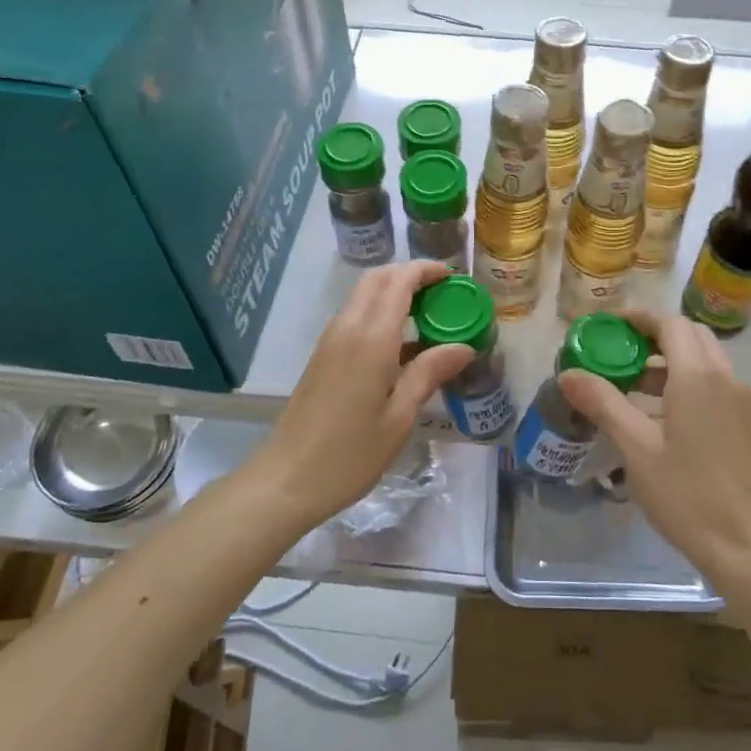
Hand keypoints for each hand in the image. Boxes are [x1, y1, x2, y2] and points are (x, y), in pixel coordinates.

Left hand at [257, 260, 474, 525]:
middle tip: (444, 293)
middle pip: (378, 279)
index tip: (454, 278)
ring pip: (365, 295)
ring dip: (396, 293)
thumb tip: (464, 346)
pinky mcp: (324, 356)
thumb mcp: (400, 417)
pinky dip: (382, 313)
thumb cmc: (350, 453)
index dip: (427, 270)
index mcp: (371, 338)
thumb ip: (429, 373)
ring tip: (430, 316)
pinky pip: (356, 316)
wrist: (287, 480)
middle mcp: (348, 328)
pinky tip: (404, 345)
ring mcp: (331, 340)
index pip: (400, 281)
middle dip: (411, 275)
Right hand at [558, 309, 750, 589]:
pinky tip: (662, 418)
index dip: (638, 317)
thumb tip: (568, 373)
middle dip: (654, 336)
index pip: (669, 323)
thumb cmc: (688, 495)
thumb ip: (603, 403)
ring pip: (705, 361)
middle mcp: (726, 378)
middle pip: (690, 336)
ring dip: (670, 361)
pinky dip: (688, 383)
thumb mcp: (636, 449)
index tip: (608, 325)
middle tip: (619, 352)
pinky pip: (716, 385)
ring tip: (632, 387)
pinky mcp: (749, 424)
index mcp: (699, 376)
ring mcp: (743, 402)